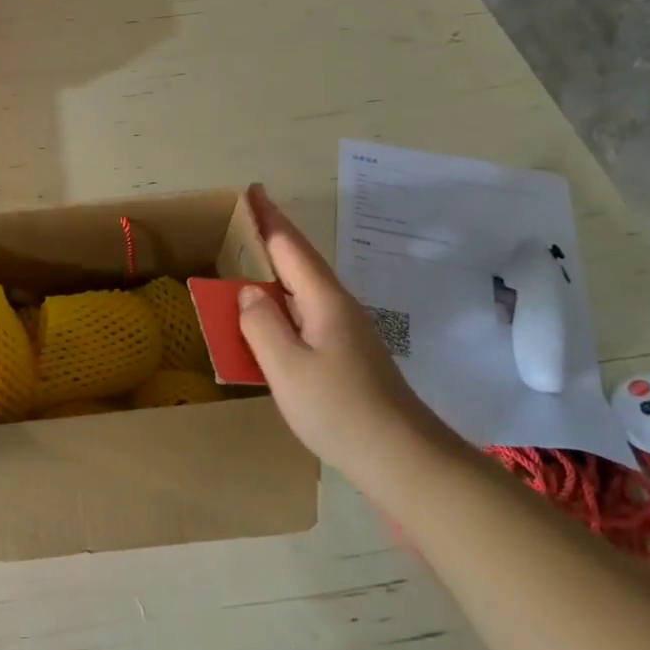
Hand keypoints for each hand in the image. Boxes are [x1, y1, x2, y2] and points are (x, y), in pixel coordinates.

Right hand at [237, 186, 454, 473]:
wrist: (404, 459)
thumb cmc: (340, 410)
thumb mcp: (287, 367)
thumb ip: (261, 324)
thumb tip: (249, 292)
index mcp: (324, 301)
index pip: (290, 247)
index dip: (269, 218)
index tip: (252, 190)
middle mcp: (338, 307)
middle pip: (301, 261)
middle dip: (274, 235)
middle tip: (245, 216)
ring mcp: (347, 331)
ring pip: (305, 287)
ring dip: (279, 266)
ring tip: (251, 257)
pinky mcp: (348, 354)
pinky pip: (307, 311)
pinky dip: (285, 297)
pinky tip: (274, 311)